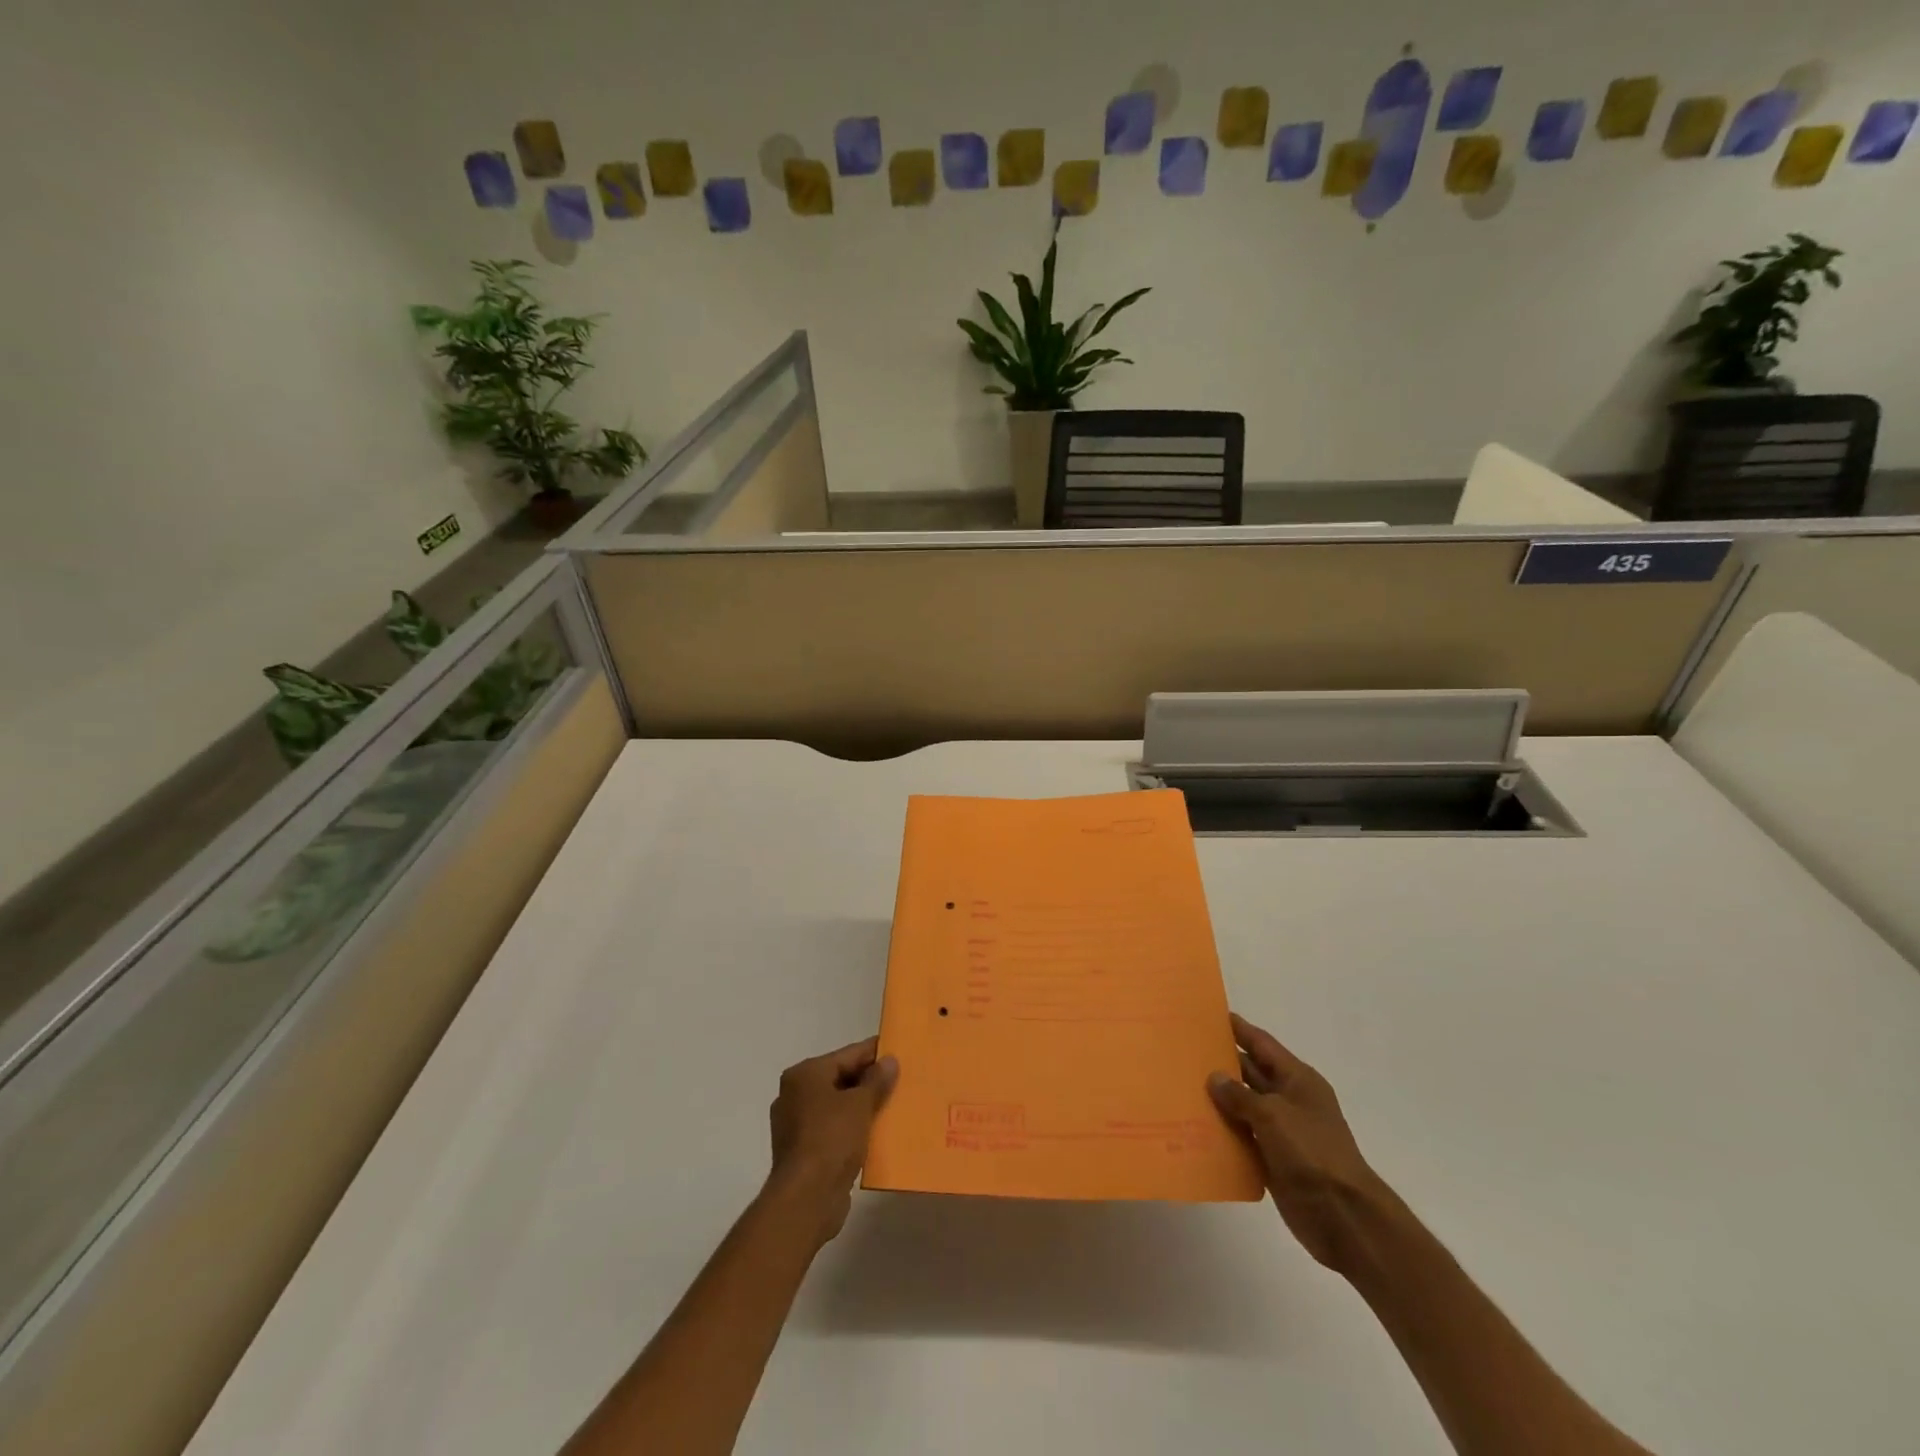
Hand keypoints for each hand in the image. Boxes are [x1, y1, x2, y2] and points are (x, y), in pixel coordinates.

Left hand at [763, 1037, 897, 1245]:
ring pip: (838, 1106)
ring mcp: (796, 1125)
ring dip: (862, 1106)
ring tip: (893, 1105)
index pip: (846, 1055)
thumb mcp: (860, 1104)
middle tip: (900, 1079)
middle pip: (840, 1079)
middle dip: (869, 1081)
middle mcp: (795, 1095)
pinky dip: (853, 1128)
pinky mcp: (803, 1151)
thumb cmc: (831, 1139)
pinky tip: (876, 1132)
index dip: (873, 1053)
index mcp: (804, 1075)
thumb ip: (876, 1080)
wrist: (806, 1199)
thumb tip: (889, 1061)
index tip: (898, 1051)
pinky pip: (834, 1129)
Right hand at [1208, 1012, 1392, 1272]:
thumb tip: (1214, 1077)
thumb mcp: (1273, 1115)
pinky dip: (1223, 1131)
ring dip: (1218, 1098)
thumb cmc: (1312, 1153)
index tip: (1208, 1015)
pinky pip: (1242, 1136)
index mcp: (1297, 1080)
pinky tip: (1194, 1126)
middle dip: (1221, 1062)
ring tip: (1180, 1085)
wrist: (1344, 1217)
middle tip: (1184, 1050)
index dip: (1238, 1029)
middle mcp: (1289, 1099)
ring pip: (1242, 1105)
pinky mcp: (1272, 1158)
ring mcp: (1281, 1131)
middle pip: (1250, 1073)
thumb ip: (1240, 1095)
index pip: (1262, 1044)